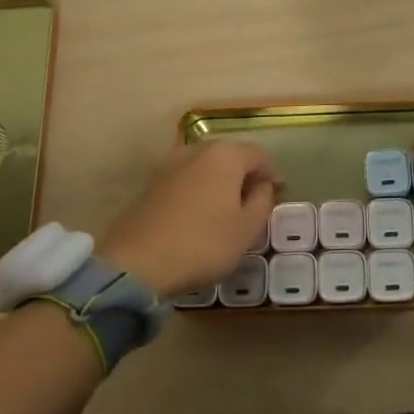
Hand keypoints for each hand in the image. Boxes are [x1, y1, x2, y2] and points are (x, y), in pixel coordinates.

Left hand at [98, 141, 276, 299]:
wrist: (135, 263)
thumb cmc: (202, 244)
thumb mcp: (246, 229)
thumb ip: (262, 201)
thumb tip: (262, 185)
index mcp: (225, 155)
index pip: (258, 155)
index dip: (271, 174)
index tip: (277, 194)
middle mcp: (196, 150)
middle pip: (230, 156)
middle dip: (244, 175)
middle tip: (253, 202)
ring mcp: (169, 165)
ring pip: (205, 167)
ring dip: (219, 183)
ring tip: (225, 210)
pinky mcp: (150, 184)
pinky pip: (185, 180)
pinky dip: (197, 191)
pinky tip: (198, 215)